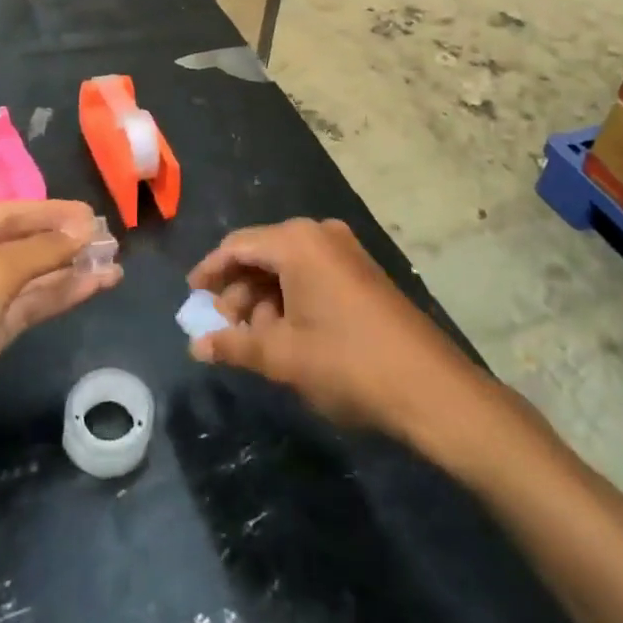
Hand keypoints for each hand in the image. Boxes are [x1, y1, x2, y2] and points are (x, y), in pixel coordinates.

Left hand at [0, 200, 120, 465]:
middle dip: (65, 242)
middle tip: (112, 241)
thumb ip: (40, 250)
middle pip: (23, 244)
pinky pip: (28, 307)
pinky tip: (93, 287)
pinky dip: (59, 296)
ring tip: (114, 264)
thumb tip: (85, 228)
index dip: (53, 213)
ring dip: (69, 270)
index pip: (11, 213)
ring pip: (30, 278)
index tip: (94, 216)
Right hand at [187, 218, 487, 445]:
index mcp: (297, 241)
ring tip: (255, 341)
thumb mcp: (284, 356)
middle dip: (238, 291)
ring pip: (287, 266)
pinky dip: (291, 300)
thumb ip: (234, 344)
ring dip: (264, 300)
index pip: (238, 245)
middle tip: (223, 329)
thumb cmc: (348, 364)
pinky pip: (312, 274)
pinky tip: (286, 335)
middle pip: (262, 253)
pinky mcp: (362, 272)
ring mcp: (345, 251)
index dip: (210, 271)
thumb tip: (197, 346)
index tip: (190, 297)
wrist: (432, 389)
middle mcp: (320, 234)